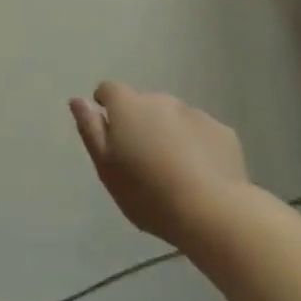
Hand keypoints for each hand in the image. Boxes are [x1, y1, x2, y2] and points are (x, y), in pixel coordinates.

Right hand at [69, 83, 248, 246]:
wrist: (212, 211)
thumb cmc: (147, 192)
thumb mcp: (106, 167)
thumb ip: (90, 130)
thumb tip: (77, 100)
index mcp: (128, 107)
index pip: (110, 90)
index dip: (106, 105)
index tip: (109, 130)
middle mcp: (162, 100)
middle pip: (144, 105)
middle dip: (140, 123)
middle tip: (141, 160)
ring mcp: (195, 114)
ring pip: (174, 118)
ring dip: (168, 133)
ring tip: (173, 171)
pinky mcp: (223, 132)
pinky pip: (201, 133)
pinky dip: (196, 145)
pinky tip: (200, 174)